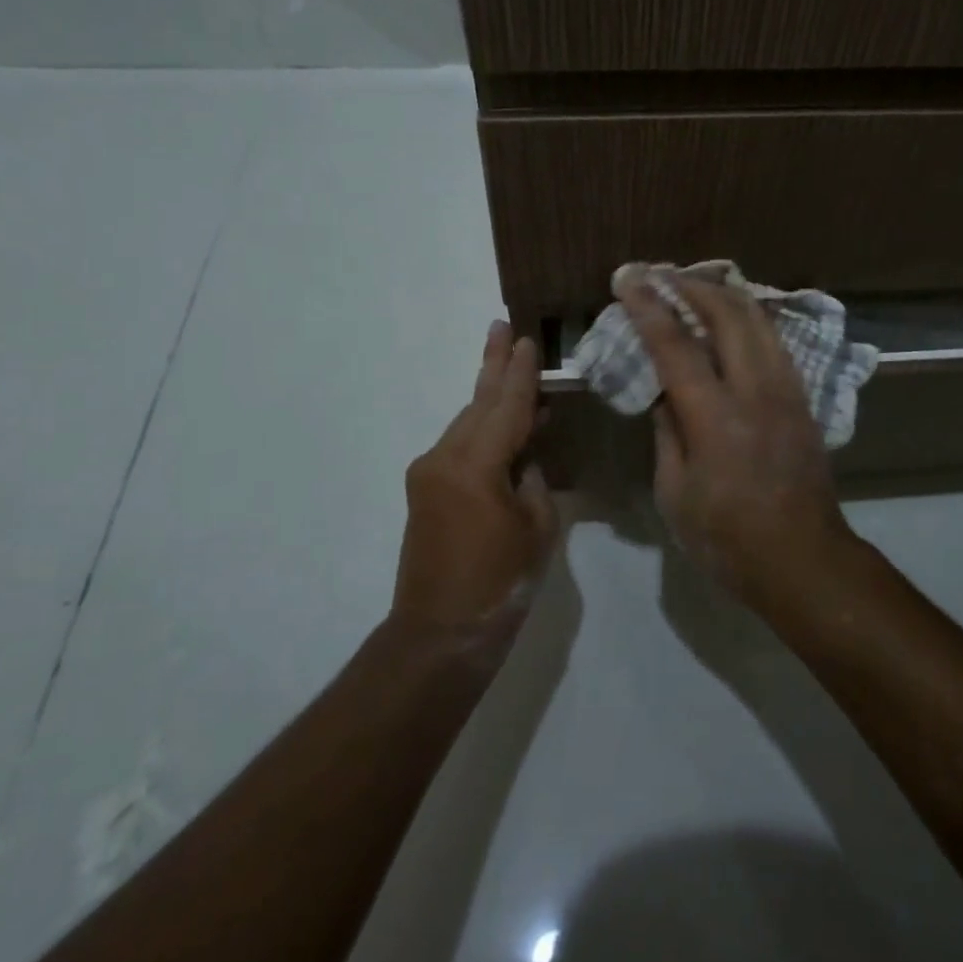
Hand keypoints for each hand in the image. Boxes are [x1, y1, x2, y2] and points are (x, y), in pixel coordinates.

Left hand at [394, 321, 561, 639]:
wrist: (438, 635)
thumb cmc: (499, 583)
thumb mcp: (536, 528)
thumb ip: (534, 481)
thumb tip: (526, 458)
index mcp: (475, 465)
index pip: (507, 406)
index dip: (521, 372)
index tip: (526, 338)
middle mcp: (444, 458)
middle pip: (477, 402)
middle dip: (492, 365)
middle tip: (500, 327)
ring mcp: (429, 473)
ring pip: (467, 422)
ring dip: (490, 397)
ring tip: (508, 367)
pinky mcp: (426, 490)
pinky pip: (460, 445)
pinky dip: (483, 429)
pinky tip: (504, 425)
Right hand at [619, 272, 854, 604]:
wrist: (804, 558)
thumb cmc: (728, 538)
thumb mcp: (676, 493)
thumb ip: (667, 433)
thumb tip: (663, 393)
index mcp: (715, 417)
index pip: (676, 346)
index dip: (648, 308)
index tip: (628, 280)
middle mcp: (755, 390)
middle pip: (727, 314)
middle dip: (691, 286)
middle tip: (661, 275)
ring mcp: (786, 390)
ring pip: (758, 320)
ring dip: (724, 295)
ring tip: (695, 287)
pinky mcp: (803, 399)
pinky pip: (774, 341)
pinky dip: (749, 319)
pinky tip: (733, 320)